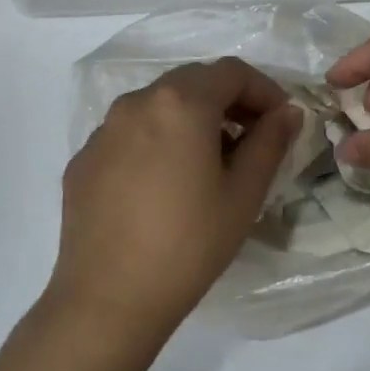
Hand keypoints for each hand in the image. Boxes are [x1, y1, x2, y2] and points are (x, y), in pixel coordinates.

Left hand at [49, 59, 299, 336]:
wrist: (109, 298)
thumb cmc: (189, 244)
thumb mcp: (243, 194)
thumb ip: (270, 142)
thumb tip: (287, 112)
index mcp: (180, 103)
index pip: (231, 72)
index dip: (264, 89)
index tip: (281, 120)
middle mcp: (136, 103)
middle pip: (192, 82)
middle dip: (228, 101)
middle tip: (251, 138)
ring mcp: (103, 131)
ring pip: (158, 105)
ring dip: (191, 119)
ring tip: (209, 163)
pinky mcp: (83, 159)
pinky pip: (129, 134)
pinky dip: (157, 141)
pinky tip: (164, 184)